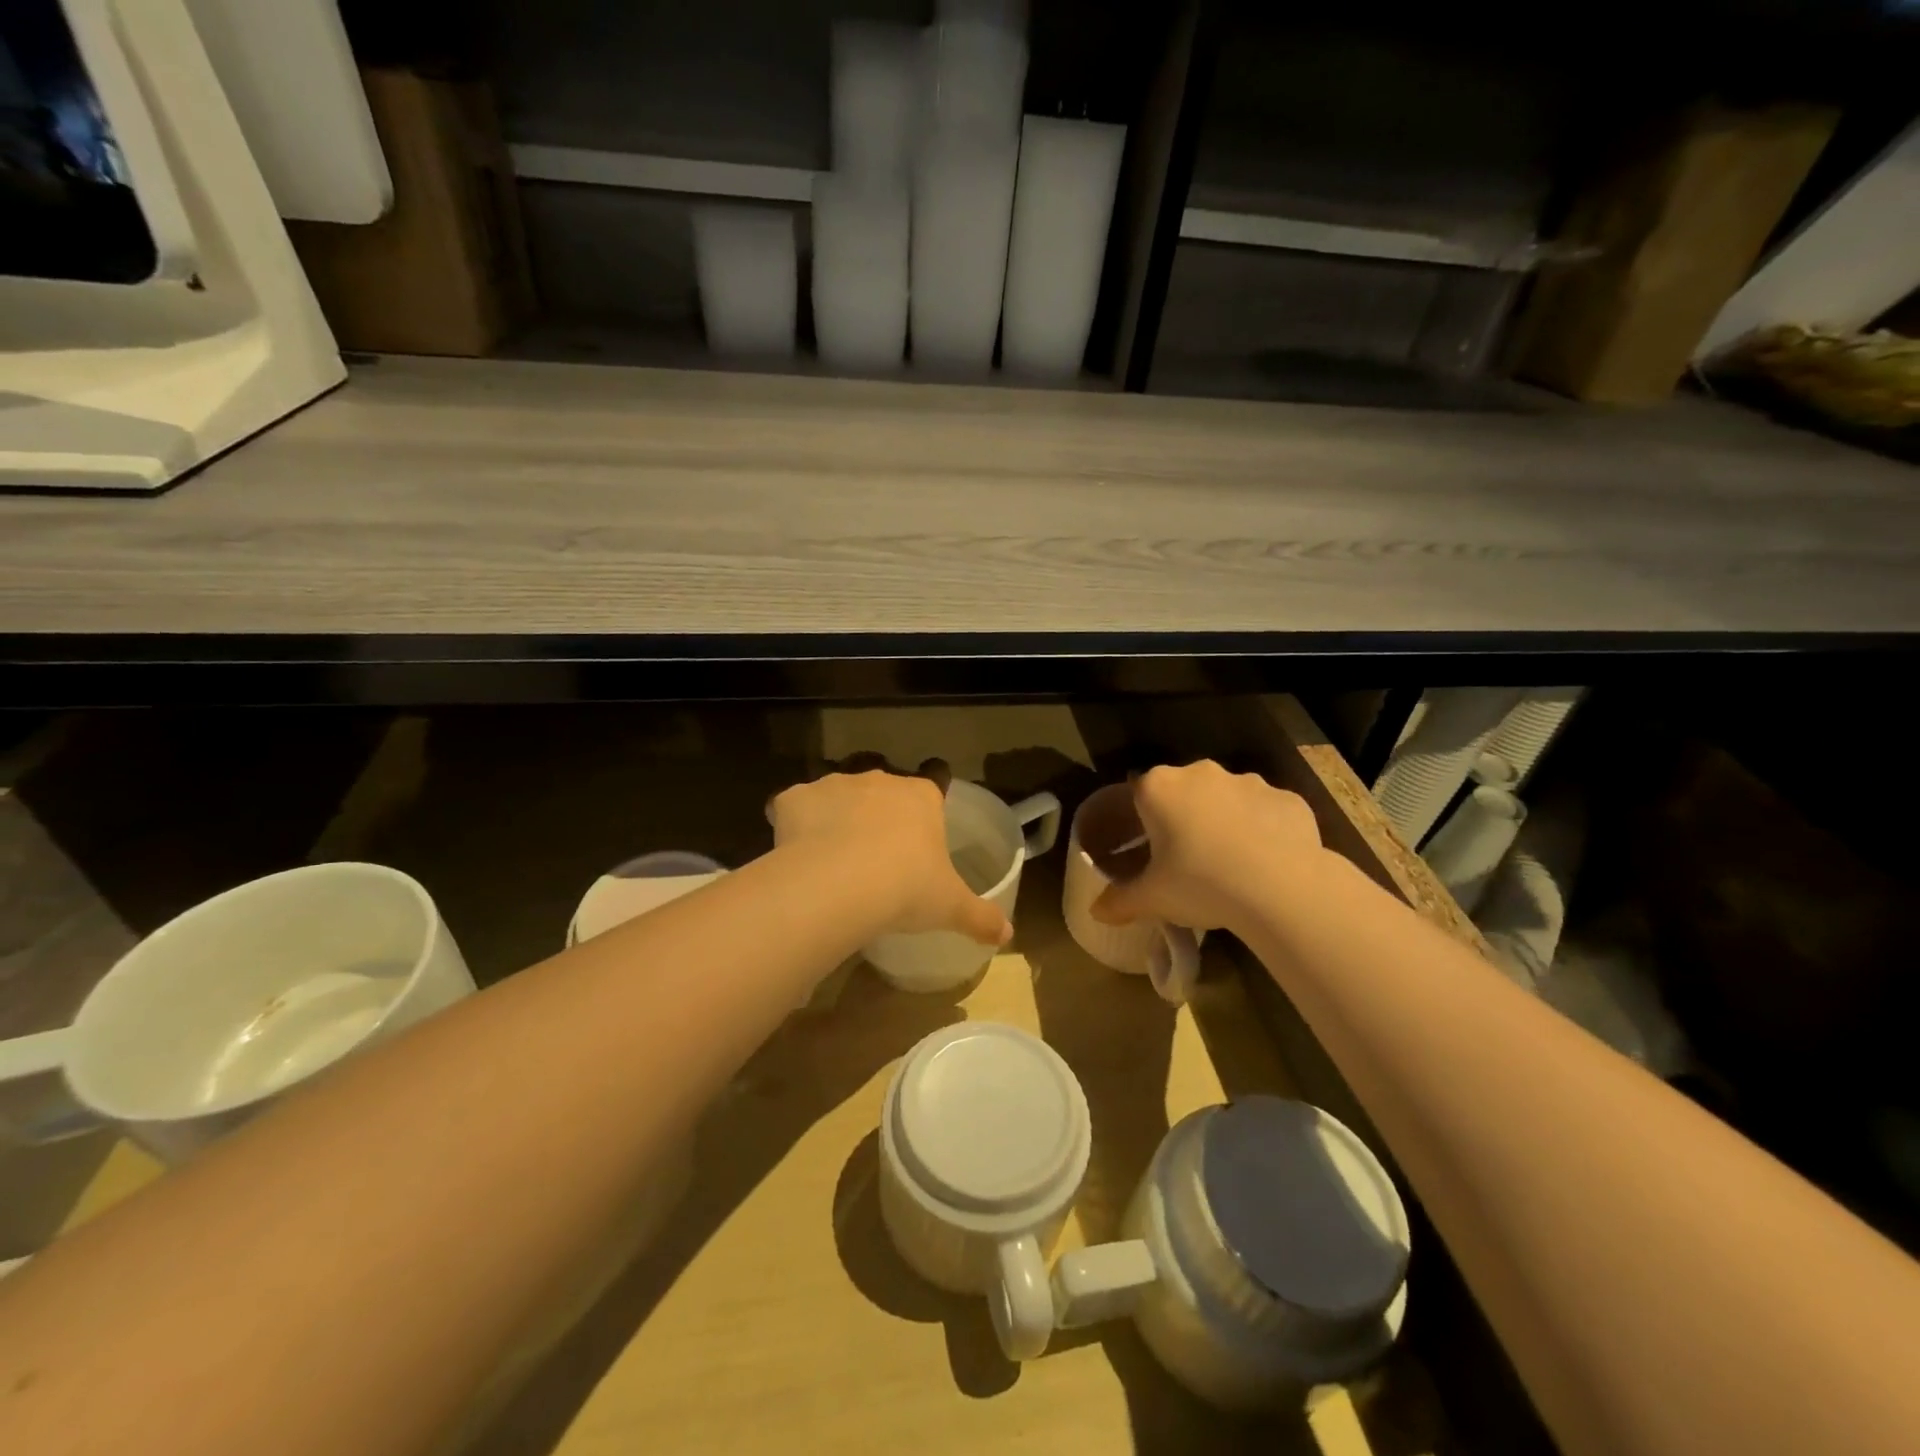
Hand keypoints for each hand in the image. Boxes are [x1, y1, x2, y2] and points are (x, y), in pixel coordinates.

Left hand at [770, 769, 1011, 946]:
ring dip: (836, 816)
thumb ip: (980, 917)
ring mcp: (834, 785)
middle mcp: (878, 780)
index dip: (926, 810)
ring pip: (837, 794)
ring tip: (833, 859)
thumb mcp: (951, 907)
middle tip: (877, 857)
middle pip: (882, 790)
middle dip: (879, 814)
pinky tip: (795, 852)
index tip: (918, 838)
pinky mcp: (794, 798)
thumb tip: (1007, 934)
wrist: (839, 885)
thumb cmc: (906, 888)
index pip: (933, 785)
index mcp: (921, 797)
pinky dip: (793, 823)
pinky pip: (794, 806)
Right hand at [1092, 761, 1324, 933]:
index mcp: (1159, 788)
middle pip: (1183, 791)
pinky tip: (1267, 864)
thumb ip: (1119, 901)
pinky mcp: (1287, 798)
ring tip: (1230, 864)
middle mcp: (1201, 773)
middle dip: (1183, 817)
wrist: (1280, 888)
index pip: (1138, 793)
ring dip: (1224, 822)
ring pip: (1227, 799)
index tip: (1148, 850)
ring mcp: (1248, 781)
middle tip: (1186, 859)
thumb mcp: (1151, 899)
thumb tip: (1096, 911)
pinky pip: (1266, 812)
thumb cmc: (1200, 883)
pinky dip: (1263, 830)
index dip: (1141, 821)